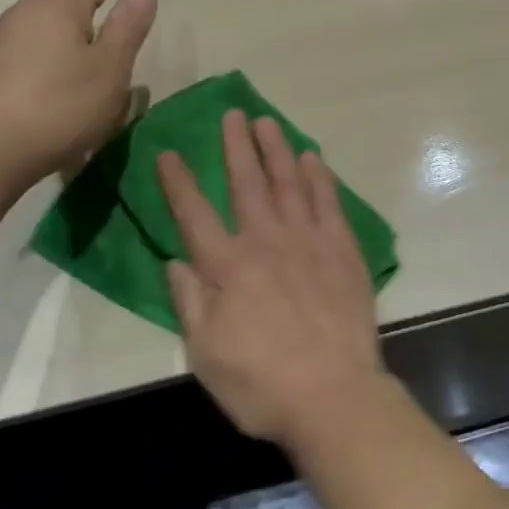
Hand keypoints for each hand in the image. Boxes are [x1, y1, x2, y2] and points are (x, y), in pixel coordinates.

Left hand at [0, 0, 156, 185]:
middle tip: (112, 0)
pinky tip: (37, 58)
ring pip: (38, 21)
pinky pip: (19, 45)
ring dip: (63, 24)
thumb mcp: (110, 69)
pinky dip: (38, 46)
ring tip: (81, 37)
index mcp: (57, 6)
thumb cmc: (60, 106)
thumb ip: (127, 28)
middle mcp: (21, 13)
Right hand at [160, 111, 385, 446]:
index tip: (167, 152)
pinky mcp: (341, 247)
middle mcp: (265, 241)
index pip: (194, 215)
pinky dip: (319, 176)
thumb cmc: (261, 384)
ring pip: (288, 182)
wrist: (333, 394)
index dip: (178, 182)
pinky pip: (328, 201)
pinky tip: (312, 157)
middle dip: (236, 146)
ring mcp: (307, 240)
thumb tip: (174, 261)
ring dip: (276, 149)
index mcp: (227, 268)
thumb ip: (189, 302)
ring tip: (267, 121)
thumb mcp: (206, 355)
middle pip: (247, 183)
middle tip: (233, 114)